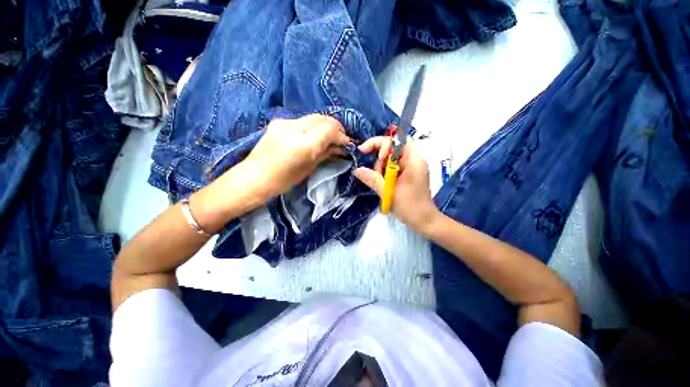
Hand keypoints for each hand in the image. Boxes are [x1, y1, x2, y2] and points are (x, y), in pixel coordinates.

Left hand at [244, 114, 351, 196]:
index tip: (347, 143)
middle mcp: (295, 127)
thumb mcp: (309, 168)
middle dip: (335, 127)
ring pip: (313, 117)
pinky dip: (312, 126)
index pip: (330, 129)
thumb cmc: (284, 180)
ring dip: (324, 125)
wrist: (255, 177)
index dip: (341, 135)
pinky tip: (312, 136)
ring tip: (328, 137)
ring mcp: (285, 122)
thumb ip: (326, 153)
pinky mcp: (278, 122)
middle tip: (340, 138)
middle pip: (323, 118)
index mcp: (304, 143)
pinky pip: (301, 120)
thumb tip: (340, 148)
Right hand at [353, 136, 438, 232]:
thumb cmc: (410, 206)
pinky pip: (393, 166)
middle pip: (393, 147)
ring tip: (380, 182)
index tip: (370, 155)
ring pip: (391, 158)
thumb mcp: (388, 192)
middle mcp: (414, 160)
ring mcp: (411, 167)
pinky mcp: (408, 174)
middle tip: (375, 173)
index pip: (396, 140)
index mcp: (413, 160)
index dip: (381, 144)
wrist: (424, 221)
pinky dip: (385, 172)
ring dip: (381, 166)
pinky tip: (383, 183)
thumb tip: (356, 170)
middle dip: (379, 158)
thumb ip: (372, 179)